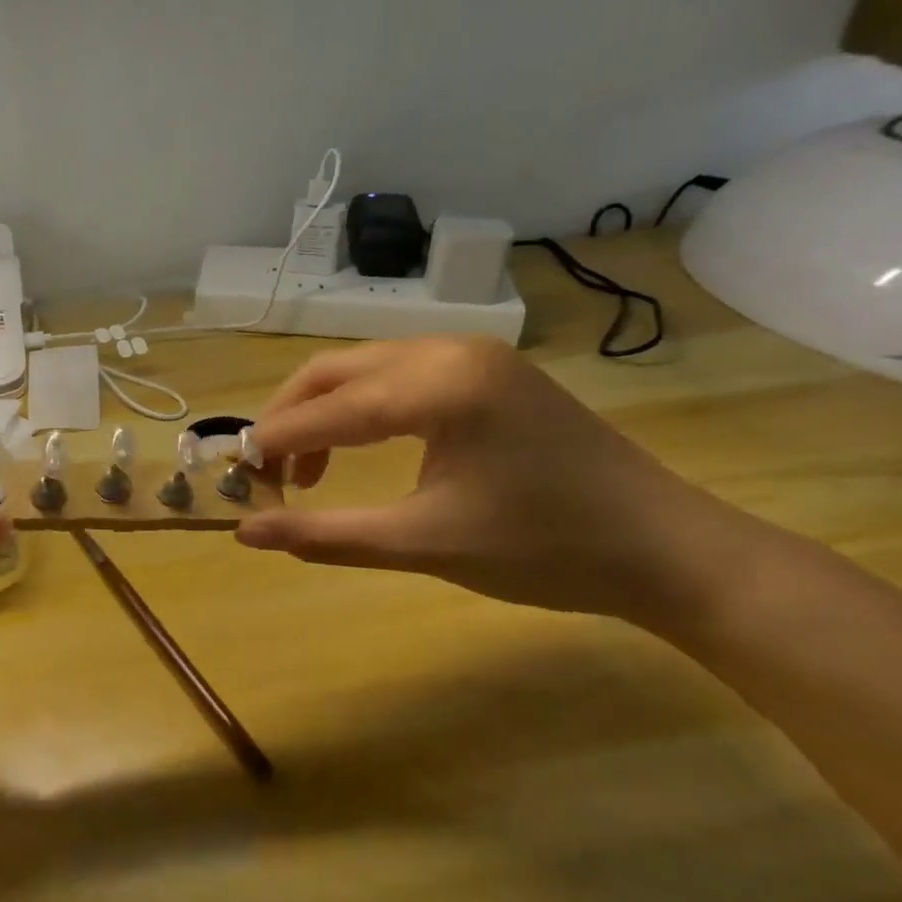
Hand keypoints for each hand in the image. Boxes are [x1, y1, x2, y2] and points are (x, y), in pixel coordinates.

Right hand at [235, 337, 757, 620]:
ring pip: (363, 370)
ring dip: (324, 413)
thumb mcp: (423, 545)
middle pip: (335, 372)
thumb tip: (246, 532)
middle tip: (267, 472)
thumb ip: (326, 534)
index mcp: (437, 386)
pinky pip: (397, 374)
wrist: (667, 549)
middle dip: (290, 419)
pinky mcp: (486, 368)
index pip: (326, 410)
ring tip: (309, 472)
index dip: (273, 442)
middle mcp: (447, 350)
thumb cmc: (545, 550)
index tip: (234, 472)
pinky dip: (362, 407)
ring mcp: (471, 353)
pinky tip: (362, 446)